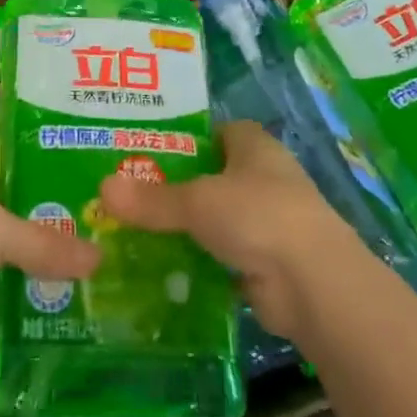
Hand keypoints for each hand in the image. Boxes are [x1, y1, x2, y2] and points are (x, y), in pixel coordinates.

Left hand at [0, 139, 98, 337]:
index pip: (11, 155)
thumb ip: (49, 246)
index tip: (81, 190)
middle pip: (1, 203)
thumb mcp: (1, 234)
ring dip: (13, 264)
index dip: (44, 171)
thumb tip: (101, 258)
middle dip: (36, 223)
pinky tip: (27, 314)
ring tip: (66, 277)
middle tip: (85, 238)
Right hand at [98, 120, 361, 344]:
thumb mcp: (197, 202)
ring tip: (137, 232)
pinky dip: (200, 263)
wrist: (314, 285)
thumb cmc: (258, 216)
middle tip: (131, 193)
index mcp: (255, 147)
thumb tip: (102, 189)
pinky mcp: (267, 264)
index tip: (149, 148)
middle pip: (215, 176)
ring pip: (218, 219)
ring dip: (188, 228)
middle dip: (179, 186)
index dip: (188, 137)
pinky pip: (223, 257)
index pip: (219, 131)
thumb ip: (152, 199)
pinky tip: (164, 270)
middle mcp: (265, 179)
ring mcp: (269, 223)